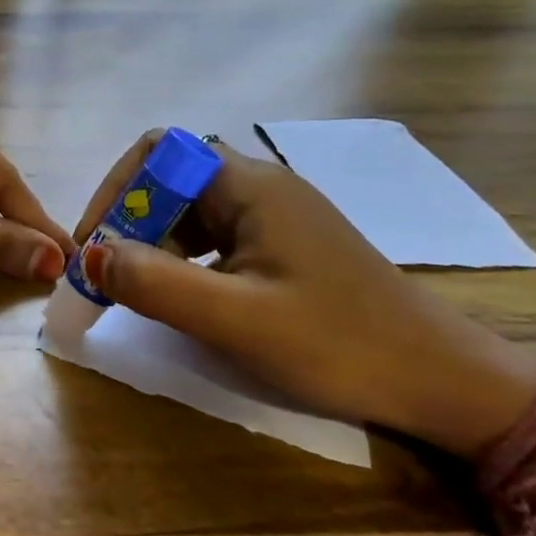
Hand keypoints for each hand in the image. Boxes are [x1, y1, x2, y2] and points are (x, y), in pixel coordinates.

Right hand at [74, 132, 535, 456]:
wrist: (446, 383)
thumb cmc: (340, 344)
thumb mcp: (237, 319)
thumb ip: (156, 284)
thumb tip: (89, 256)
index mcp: (250, 186)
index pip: (159, 152)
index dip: (116, 189)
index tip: (95, 244)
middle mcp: (261, 186)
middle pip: (171, 178)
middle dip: (130, 219)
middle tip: (110, 274)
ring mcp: (277, 215)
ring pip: (192, 208)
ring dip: (154, 241)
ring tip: (140, 289)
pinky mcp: (287, 245)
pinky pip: (217, 234)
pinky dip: (185, 257)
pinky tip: (187, 296)